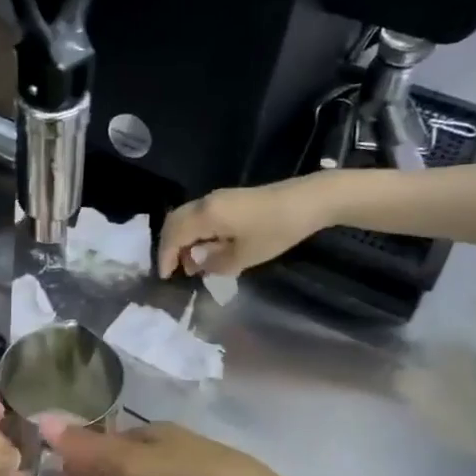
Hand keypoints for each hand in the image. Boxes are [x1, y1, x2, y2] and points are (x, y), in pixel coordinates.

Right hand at [157, 178, 325, 278]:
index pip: (173, 235)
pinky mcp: (229, 200)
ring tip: (193, 264)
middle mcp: (206, 202)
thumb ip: (214, 262)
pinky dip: (195, 233)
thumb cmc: (276, 230)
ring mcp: (217, 198)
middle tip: (174, 270)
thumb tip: (196, 262)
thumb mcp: (245, 256)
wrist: (309, 201)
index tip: (166, 277)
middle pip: (174, 222)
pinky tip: (207, 248)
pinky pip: (199, 216)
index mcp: (206, 215)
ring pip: (186, 218)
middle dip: (169, 247)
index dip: (166, 257)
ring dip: (183, 240)